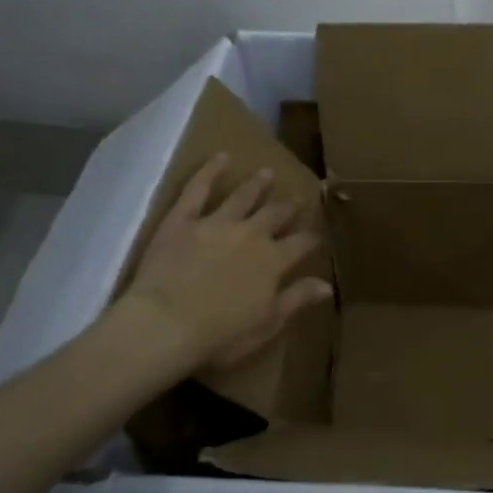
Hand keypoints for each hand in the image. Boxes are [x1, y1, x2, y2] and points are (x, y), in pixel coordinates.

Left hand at [124, 153, 331, 369]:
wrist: (165, 325)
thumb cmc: (220, 336)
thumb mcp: (267, 324)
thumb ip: (296, 299)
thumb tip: (326, 284)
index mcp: (274, 261)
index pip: (301, 244)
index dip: (311, 238)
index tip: (317, 235)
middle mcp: (251, 234)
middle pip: (275, 215)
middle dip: (287, 207)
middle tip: (296, 199)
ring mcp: (217, 223)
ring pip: (243, 196)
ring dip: (256, 185)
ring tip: (266, 173)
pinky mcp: (183, 220)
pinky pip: (197, 189)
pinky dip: (210, 171)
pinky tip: (220, 157)